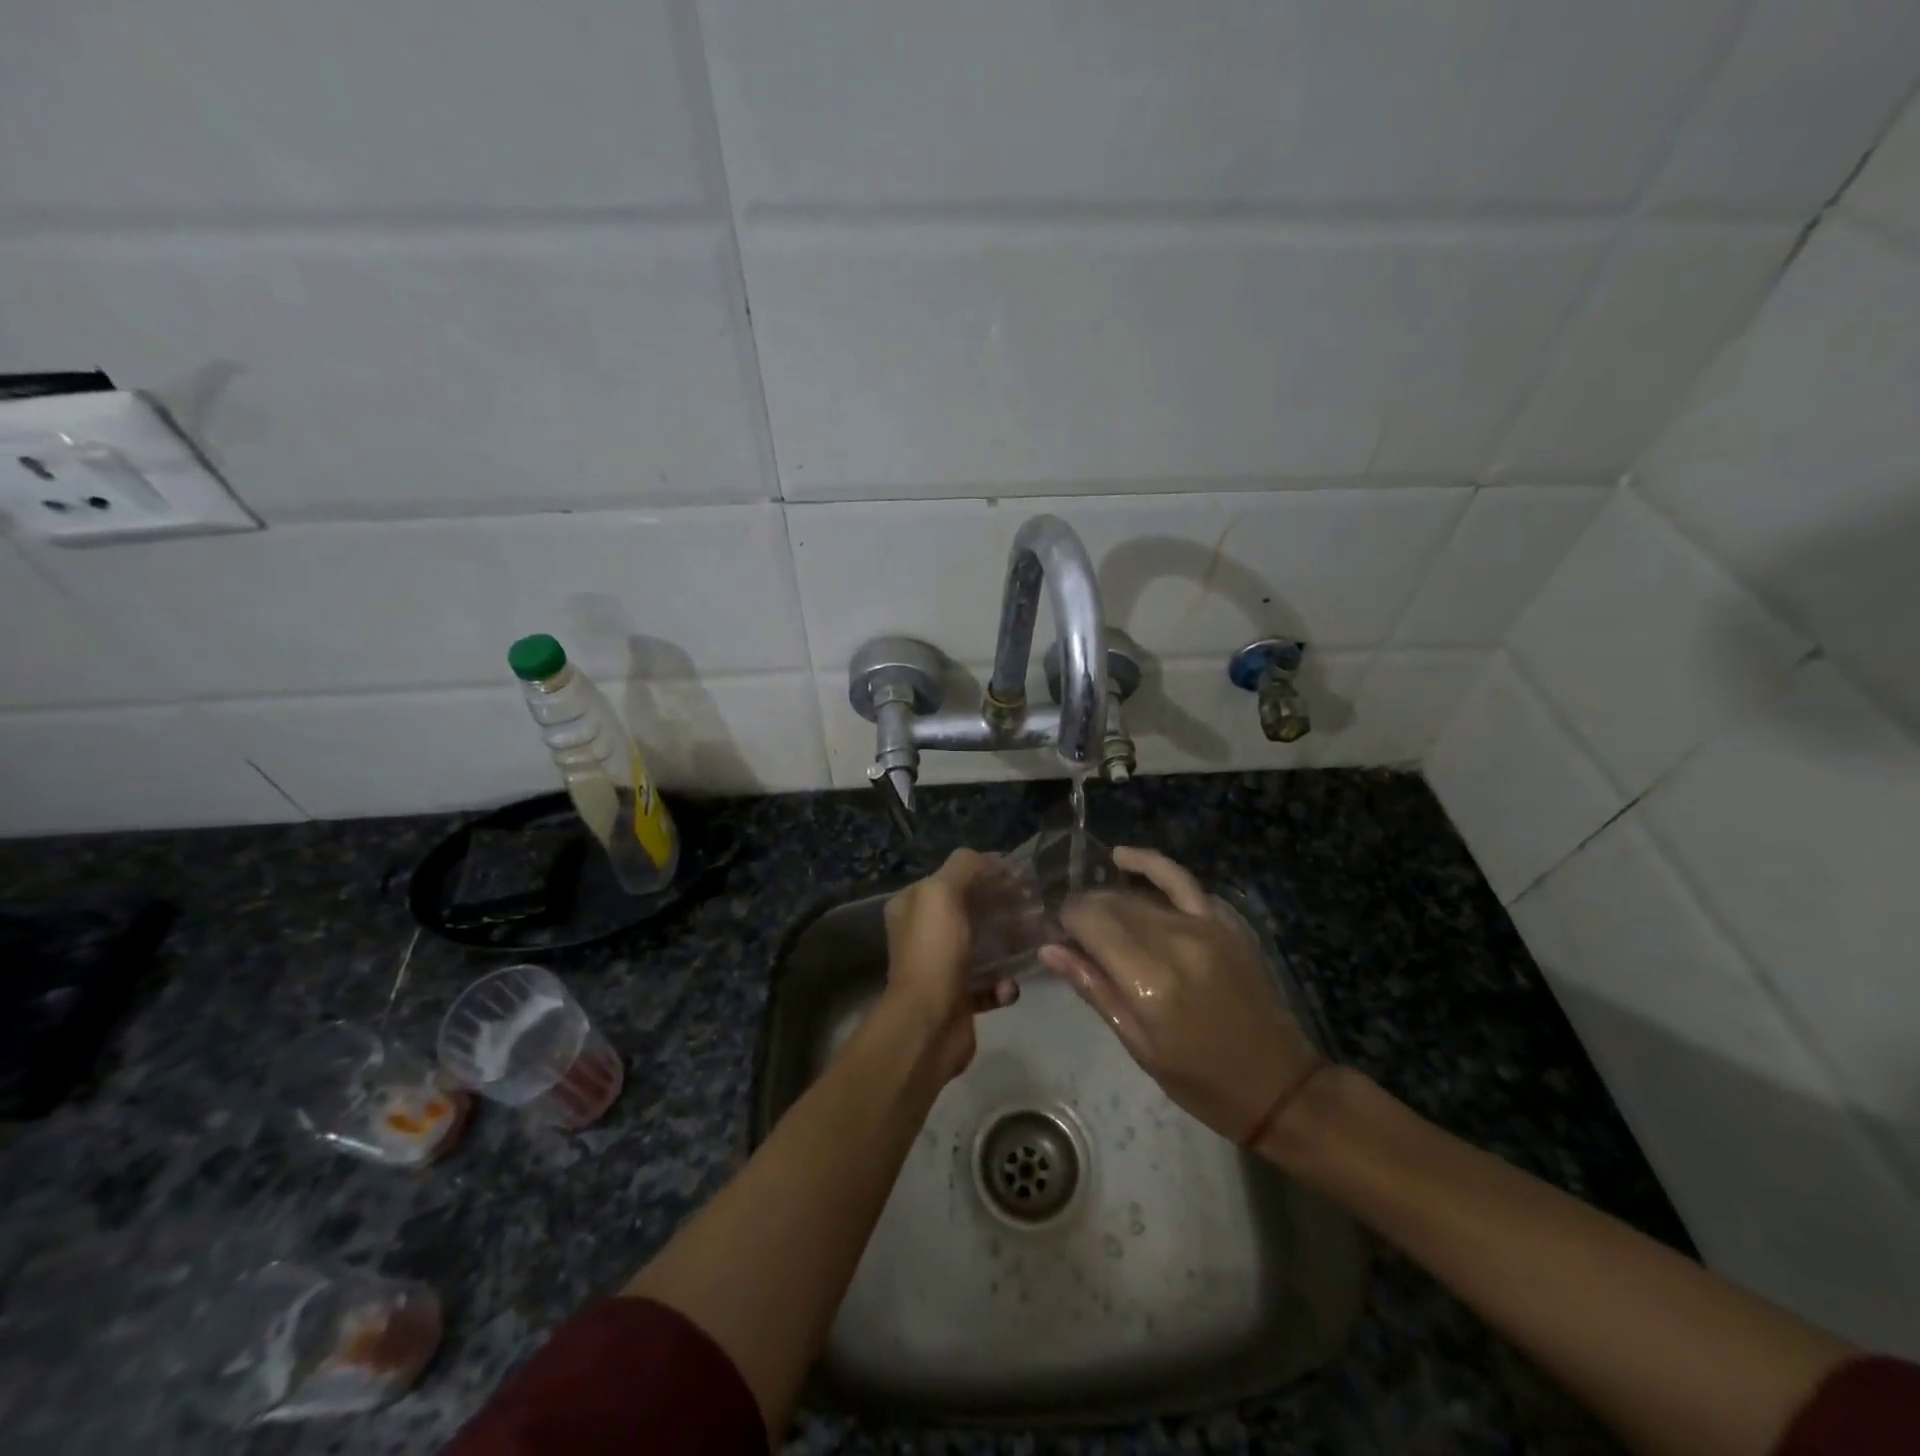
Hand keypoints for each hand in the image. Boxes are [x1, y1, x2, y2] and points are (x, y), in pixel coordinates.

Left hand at [882, 848, 1018, 1081]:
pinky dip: (1003, 985)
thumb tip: (990, 860)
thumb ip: (964, 867)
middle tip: (1033, 905)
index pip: (951, 877)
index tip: (1019, 876)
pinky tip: (1011, 986)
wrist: (929, 1024)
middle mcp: (922, 934)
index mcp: (912, 906)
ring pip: (982, 947)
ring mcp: (940, 968)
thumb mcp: (942, 892)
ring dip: (1007, 944)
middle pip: (969, 911)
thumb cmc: (934, 951)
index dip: (984, 873)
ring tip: (1032, 939)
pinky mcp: (958, 999)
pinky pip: (989, 985)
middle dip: (1001, 907)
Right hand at [1039, 846, 1323, 1144]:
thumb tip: (1049, 949)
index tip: (1058, 936)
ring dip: (1108, 899)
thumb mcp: (1139, 1046)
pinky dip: (1149, 864)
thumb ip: (1094, 989)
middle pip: (1111, 905)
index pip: (1090, 923)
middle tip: (1073, 935)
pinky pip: (1180, 880)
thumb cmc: (1201, 1081)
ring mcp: (1203, 927)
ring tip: (1093, 914)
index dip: (1066, 922)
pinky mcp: (1222, 922)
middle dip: (1084, 912)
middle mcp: (1175, 943)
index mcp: (1150, 982)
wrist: (1280, 1085)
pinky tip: (1121, 857)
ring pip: (1137, 895)